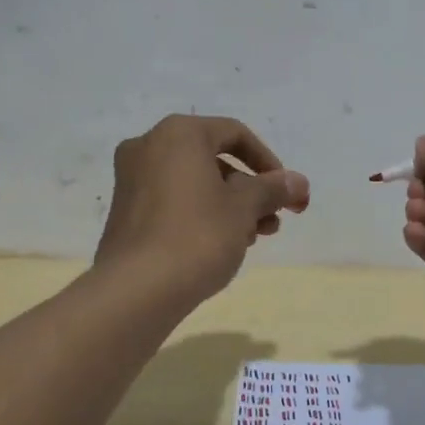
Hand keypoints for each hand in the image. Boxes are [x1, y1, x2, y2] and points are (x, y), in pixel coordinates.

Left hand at [96, 114, 309, 303]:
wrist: (136, 290)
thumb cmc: (197, 235)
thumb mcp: (245, 208)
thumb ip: (273, 189)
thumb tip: (299, 182)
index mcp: (178, 134)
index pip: (234, 134)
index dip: (267, 161)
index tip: (285, 192)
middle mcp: (149, 146)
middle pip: (213, 160)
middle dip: (250, 190)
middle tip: (273, 221)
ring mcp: (132, 180)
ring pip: (194, 183)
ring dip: (229, 206)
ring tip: (252, 238)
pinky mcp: (125, 212)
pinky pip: (173, 201)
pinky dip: (201, 215)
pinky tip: (222, 246)